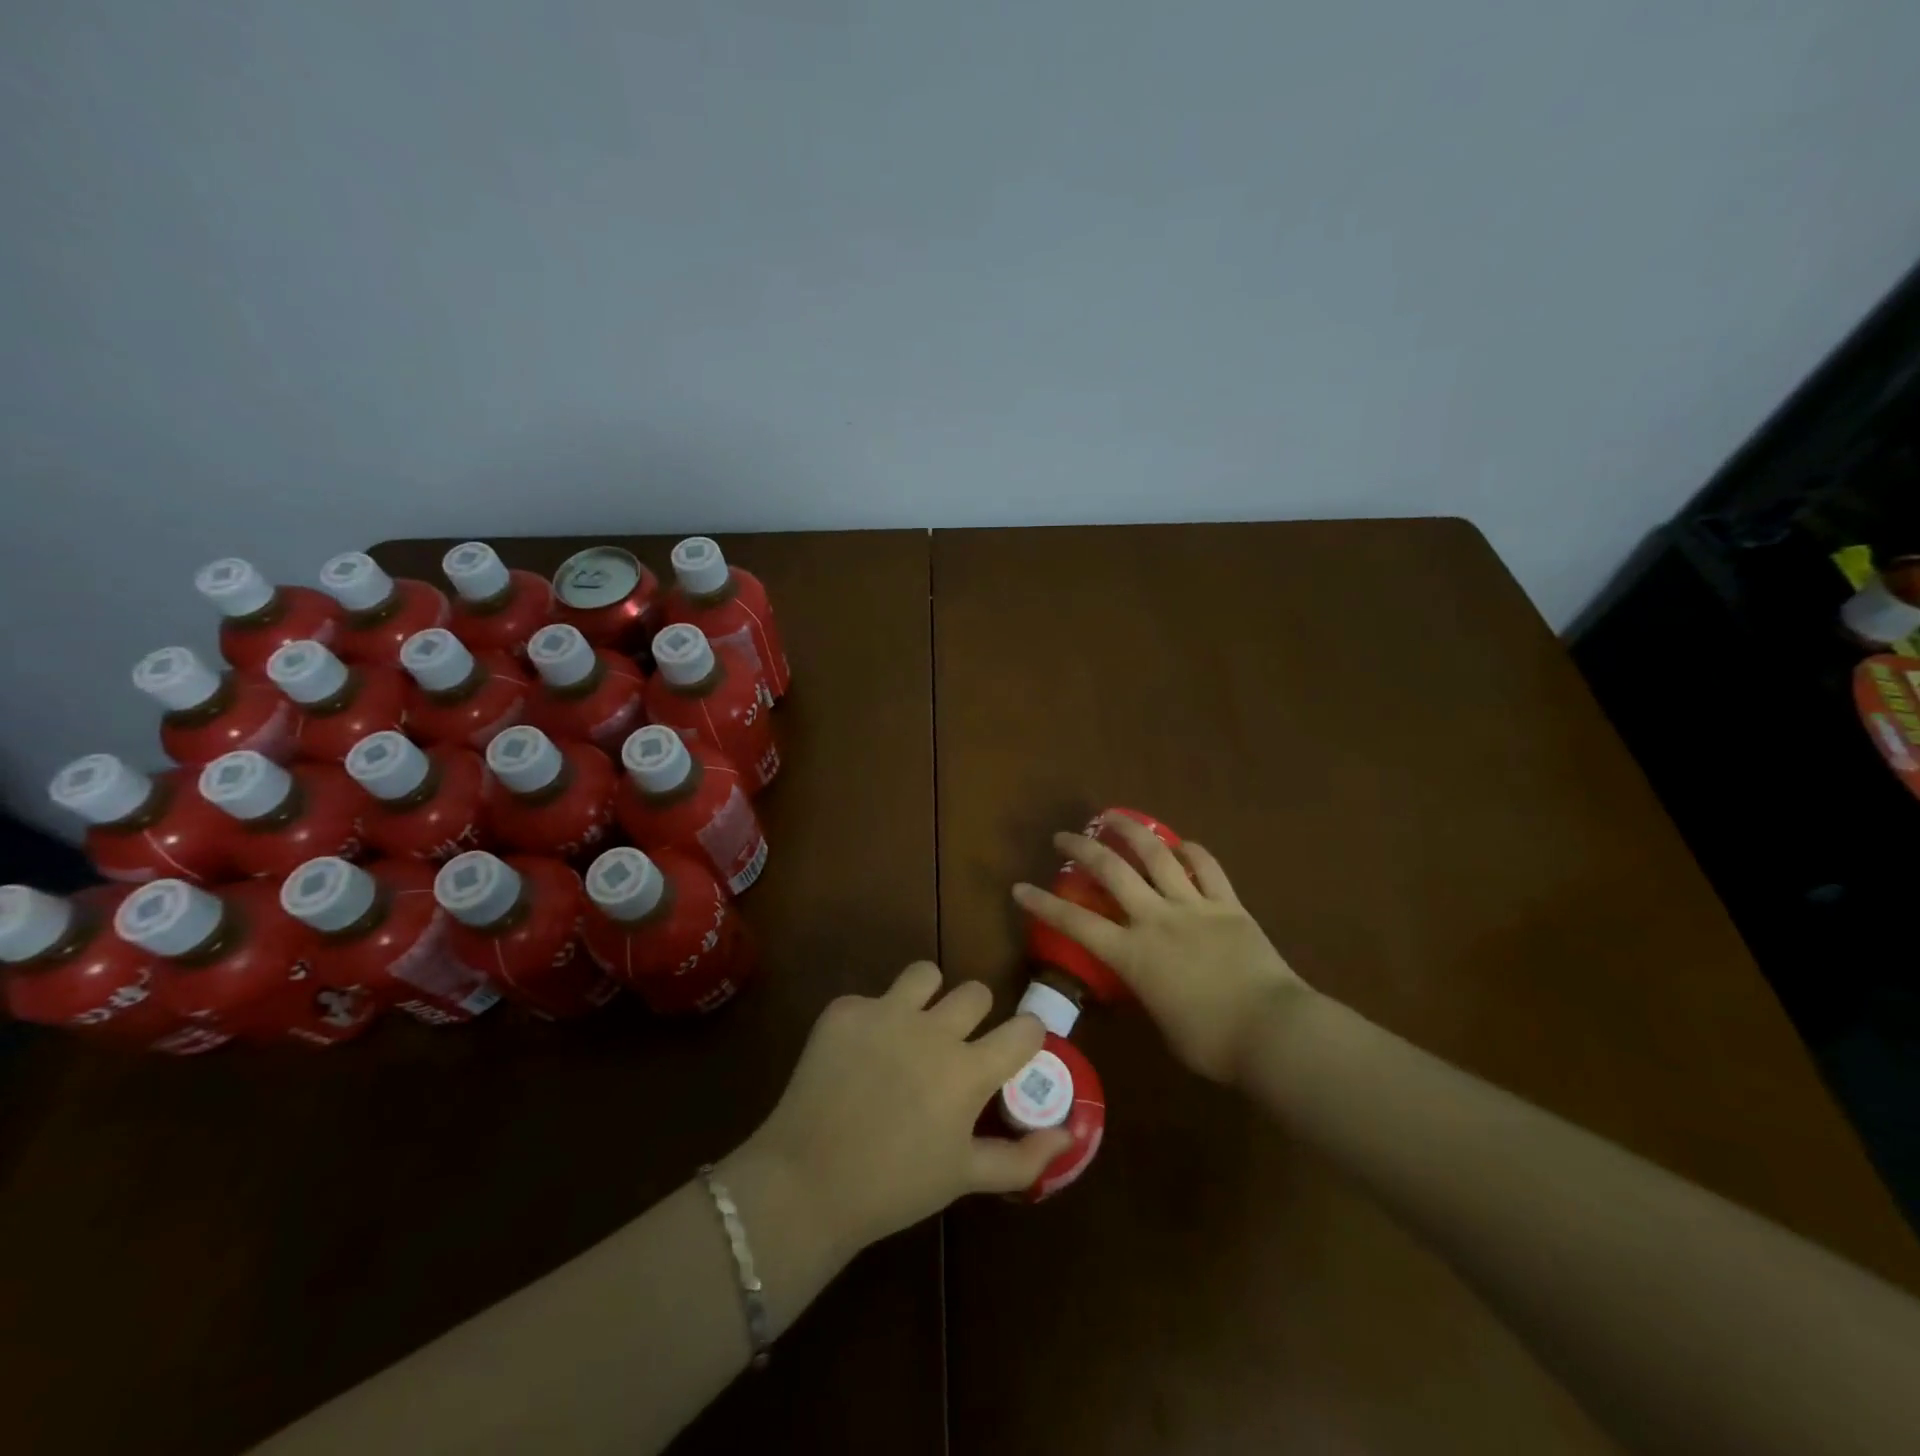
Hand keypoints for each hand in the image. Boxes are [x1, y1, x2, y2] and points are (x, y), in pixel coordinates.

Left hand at [732, 963, 1073, 1257]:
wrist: (806, 1184)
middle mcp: (933, 1030)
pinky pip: (871, 998)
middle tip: (953, 1046)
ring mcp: (886, 1012)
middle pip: (976, 991)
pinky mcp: (845, 1010)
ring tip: (909, 1029)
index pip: (1025, 1028)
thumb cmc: (894, 1187)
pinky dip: (871, 1021)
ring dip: (926, 997)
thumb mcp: (964, 1178)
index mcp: (968, 1071)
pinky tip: (856, 1057)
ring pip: (925, 974)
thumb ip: (1022, 1157)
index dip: (1026, 1036)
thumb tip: (1067, 1133)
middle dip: (973, 1015)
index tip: (1014, 1049)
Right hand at [1012, 813, 1311, 1083]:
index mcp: (1133, 955)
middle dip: (1081, 849)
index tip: (1019, 887)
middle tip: (1063, 837)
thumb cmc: (1212, 1044)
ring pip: (1156, 855)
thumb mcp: (1162, 1022)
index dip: (1043, 904)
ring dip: (1130, 831)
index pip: (1075, 923)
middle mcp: (1156, 919)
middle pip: (1112, 872)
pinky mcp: (1228, 905)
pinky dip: (1191, 852)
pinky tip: (1181, 843)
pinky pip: (1207, 868)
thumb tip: (1146, 980)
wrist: (1273, 1031)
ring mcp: (1194, 907)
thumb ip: (1146, 991)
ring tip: (1112, 816)